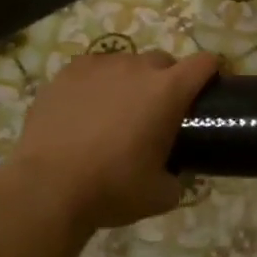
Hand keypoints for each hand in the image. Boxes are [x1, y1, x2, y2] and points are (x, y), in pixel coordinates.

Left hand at [8, 50, 218, 232]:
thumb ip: (178, 178)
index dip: (210, 73)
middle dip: (166, 81)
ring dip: (130, 81)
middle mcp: (138, 68)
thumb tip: (177, 175)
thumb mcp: (161, 194)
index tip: (206, 91)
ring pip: (127, 63)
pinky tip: (85, 109)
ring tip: (115, 112)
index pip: (204, 63)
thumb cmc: (112, 189)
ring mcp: (100, 66)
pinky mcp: (68, 72)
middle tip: (156, 113)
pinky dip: (97, 83)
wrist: (47, 189)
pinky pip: (93, 69)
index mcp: (168, 91)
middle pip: (164, 61)